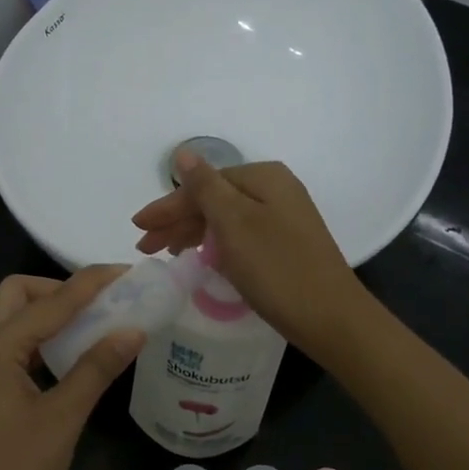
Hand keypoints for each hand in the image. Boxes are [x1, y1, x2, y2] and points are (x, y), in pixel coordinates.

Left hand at [0, 268, 141, 469]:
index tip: (128, 272)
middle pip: (17, 294)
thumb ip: (97, 368)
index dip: (93, 283)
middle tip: (101, 304)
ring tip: (91, 324)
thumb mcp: (63, 418)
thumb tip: (133, 329)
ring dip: (47, 312)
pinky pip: (5, 343)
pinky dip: (35, 337)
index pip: (52, 300)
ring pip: (8, 317)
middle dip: (59, 289)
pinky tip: (65, 356)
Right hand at [131, 154, 367, 359]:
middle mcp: (276, 190)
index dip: (168, 207)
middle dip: (177, 221)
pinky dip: (216, 245)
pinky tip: (201, 257)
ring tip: (166, 253)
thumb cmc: (276, 268)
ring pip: (226, 219)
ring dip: (193, 233)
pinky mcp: (286, 244)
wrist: (331, 317)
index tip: (138, 228)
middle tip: (146, 247)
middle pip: (214, 200)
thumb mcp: (234, 223)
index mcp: (263, 177)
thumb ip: (205, 187)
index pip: (203, 185)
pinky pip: (240, 236)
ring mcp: (284, 218)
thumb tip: (184, 152)